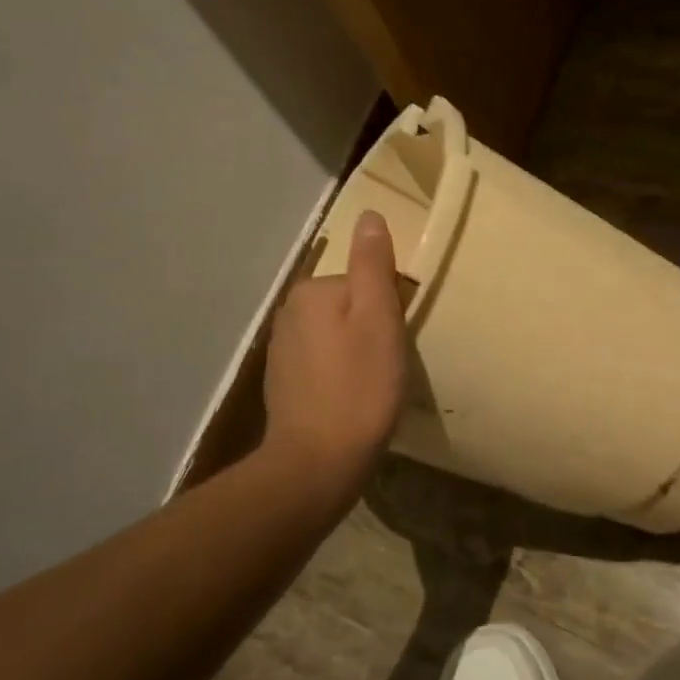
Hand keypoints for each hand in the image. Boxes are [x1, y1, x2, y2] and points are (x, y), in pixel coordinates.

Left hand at [262, 211, 408, 482]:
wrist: (317, 463)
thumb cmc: (359, 387)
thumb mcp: (379, 319)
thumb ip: (373, 266)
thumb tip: (369, 216)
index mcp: (312, 291)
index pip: (363, 282)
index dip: (388, 308)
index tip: (398, 340)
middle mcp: (289, 312)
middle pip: (347, 305)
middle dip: (371, 327)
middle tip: (389, 363)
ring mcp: (282, 349)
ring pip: (335, 334)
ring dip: (355, 350)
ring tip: (374, 384)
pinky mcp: (283, 382)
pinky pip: (322, 361)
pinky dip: (339, 372)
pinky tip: (351, 397)